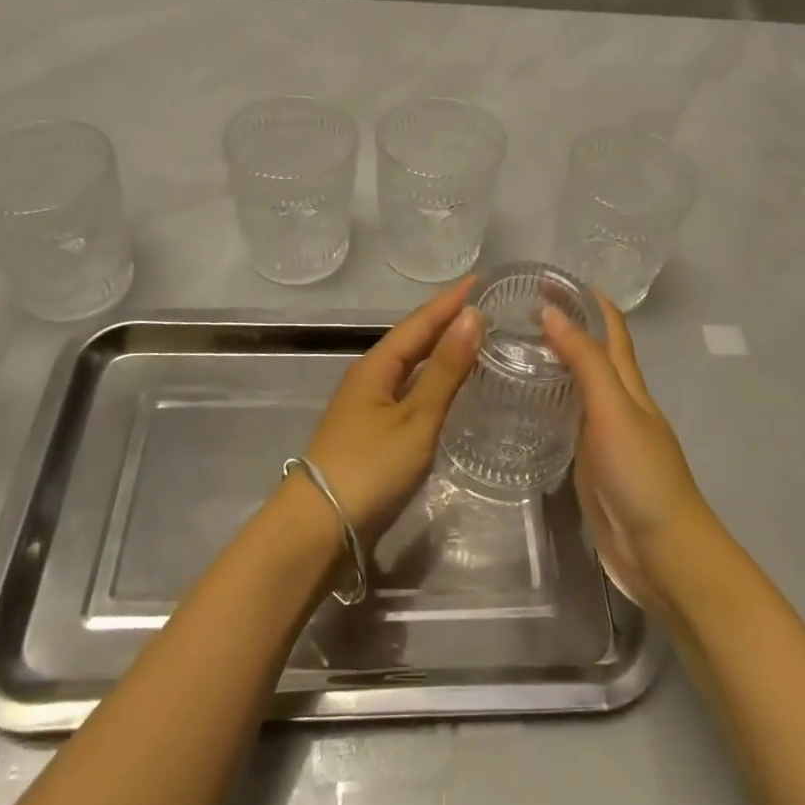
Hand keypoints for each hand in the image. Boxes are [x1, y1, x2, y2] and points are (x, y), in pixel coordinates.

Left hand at [301, 280, 482, 545]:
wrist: (319, 525)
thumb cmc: (370, 466)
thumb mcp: (416, 418)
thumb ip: (446, 370)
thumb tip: (473, 316)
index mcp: (377, 365)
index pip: (420, 322)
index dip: (450, 301)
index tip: (481, 279)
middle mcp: (371, 376)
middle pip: (413, 338)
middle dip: (446, 319)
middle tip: (484, 305)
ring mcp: (370, 403)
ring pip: (411, 364)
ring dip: (440, 348)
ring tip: (474, 336)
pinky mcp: (374, 429)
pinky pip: (409, 388)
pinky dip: (433, 378)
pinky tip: (449, 386)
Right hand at [543, 295, 717, 610]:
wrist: (662, 552)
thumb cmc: (642, 474)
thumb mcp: (613, 410)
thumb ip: (585, 362)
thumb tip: (551, 312)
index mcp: (629, 384)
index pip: (611, 329)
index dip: (588, 300)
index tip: (550, 279)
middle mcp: (617, 402)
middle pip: (593, 353)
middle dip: (564, 326)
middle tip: (514, 312)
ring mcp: (603, 434)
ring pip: (577, 386)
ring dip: (552, 362)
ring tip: (508, 348)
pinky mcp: (589, 463)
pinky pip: (566, 421)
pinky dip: (547, 402)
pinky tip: (520, 405)